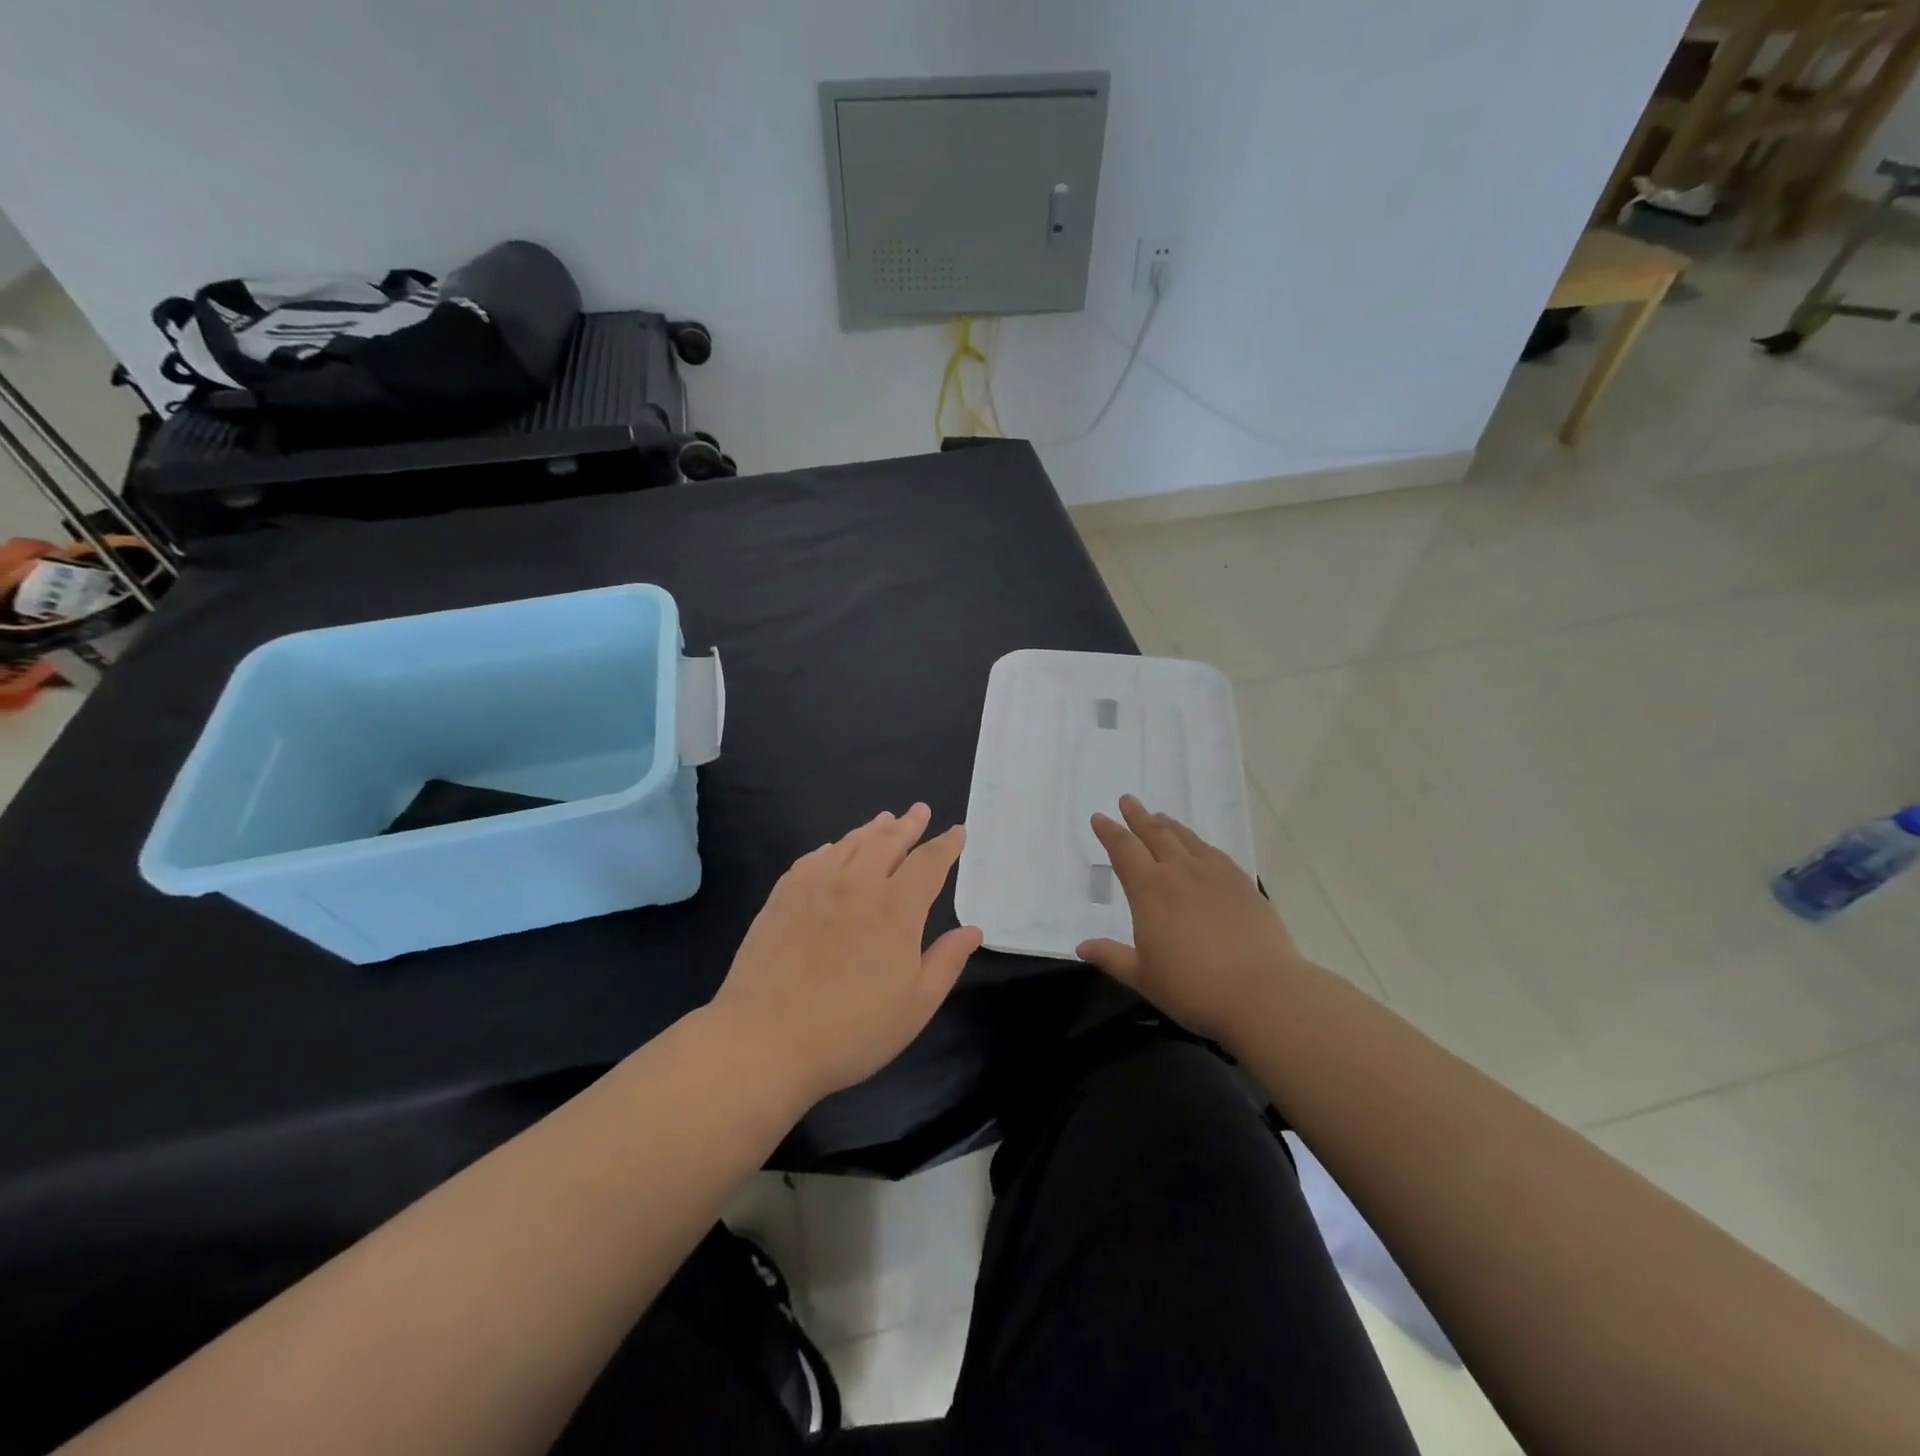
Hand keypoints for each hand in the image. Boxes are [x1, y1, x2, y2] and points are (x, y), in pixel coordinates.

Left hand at [710, 803, 981, 1107]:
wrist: (765, 1040)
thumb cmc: (851, 1031)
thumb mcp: (915, 1006)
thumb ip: (946, 962)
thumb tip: (972, 930)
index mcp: (896, 908)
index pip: (929, 862)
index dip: (946, 844)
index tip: (957, 831)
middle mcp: (858, 884)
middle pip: (888, 841)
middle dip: (909, 824)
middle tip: (920, 811)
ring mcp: (816, 885)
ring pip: (851, 843)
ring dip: (873, 829)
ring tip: (885, 819)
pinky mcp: (784, 895)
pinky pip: (815, 858)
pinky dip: (833, 847)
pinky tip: (834, 850)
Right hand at [1078, 795, 1304, 1044]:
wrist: (1263, 992)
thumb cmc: (1194, 987)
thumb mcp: (1144, 977)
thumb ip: (1112, 957)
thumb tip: (1082, 947)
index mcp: (1149, 890)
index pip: (1124, 850)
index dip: (1109, 832)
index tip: (1100, 817)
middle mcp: (1180, 872)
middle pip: (1155, 834)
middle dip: (1138, 816)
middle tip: (1128, 800)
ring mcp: (1215, 875)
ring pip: (1187, 839)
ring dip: (1169, 825)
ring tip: (1160, 816)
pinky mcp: (1243, 885)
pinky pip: (1215, 853)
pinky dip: (1201, 844)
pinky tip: (1201, 847)